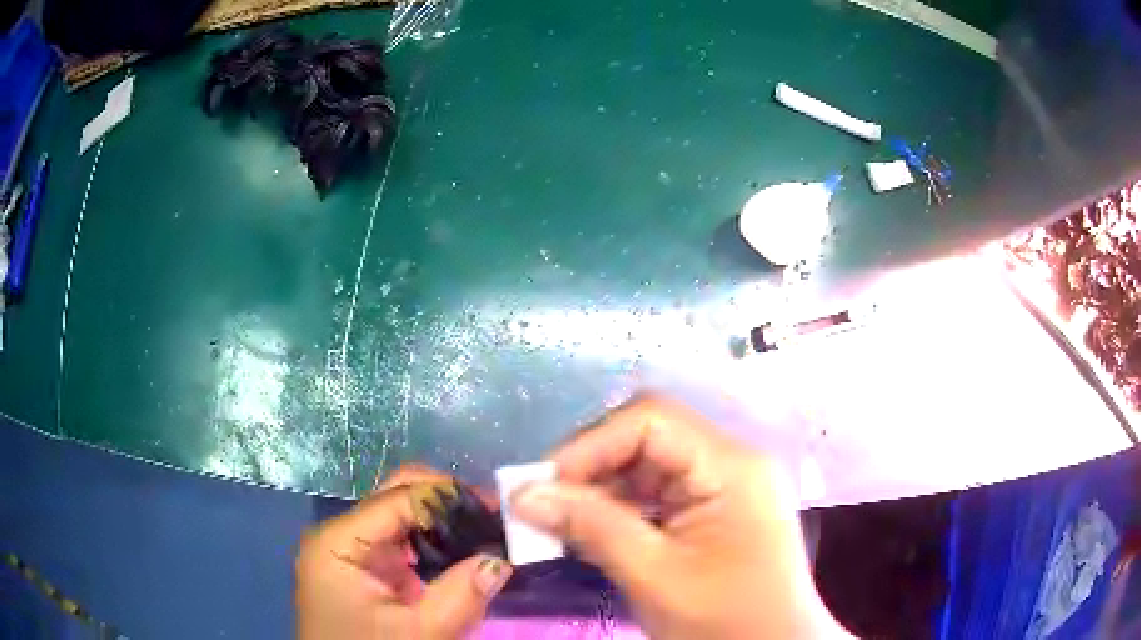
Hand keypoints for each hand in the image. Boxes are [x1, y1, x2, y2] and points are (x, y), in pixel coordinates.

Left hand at [295, 465, 512, 639]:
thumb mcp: (420, 634)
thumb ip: (461, 596)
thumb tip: (501, 559)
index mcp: (339, 542)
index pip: (398, 499)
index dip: (449, 496)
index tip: (497, 508)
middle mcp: (339, 534)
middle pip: (395, 497)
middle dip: (446, 502)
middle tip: (493, 518)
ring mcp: (349, 549)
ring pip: (400, 516)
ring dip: (442, 522)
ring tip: (484, 534)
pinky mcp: (362, 566)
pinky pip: (400, 541)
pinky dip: (432, 543)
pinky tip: (460, 554)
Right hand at [510, 396, 851, 638]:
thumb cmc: (725, 621)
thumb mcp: (655, 577)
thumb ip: (591, 528)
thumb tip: (522, 495)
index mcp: (731, 467)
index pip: (651, 421)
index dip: (590, 445)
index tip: (543, 487)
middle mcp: (730, 462)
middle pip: (647, 438)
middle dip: (590, 467)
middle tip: (543, 505)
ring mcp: (723, 485)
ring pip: (646, 465)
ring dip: (599, 490)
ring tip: (559, 522)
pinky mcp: (713, 509)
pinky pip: (656, 493)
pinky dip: (618, 508)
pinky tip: (591, 531)